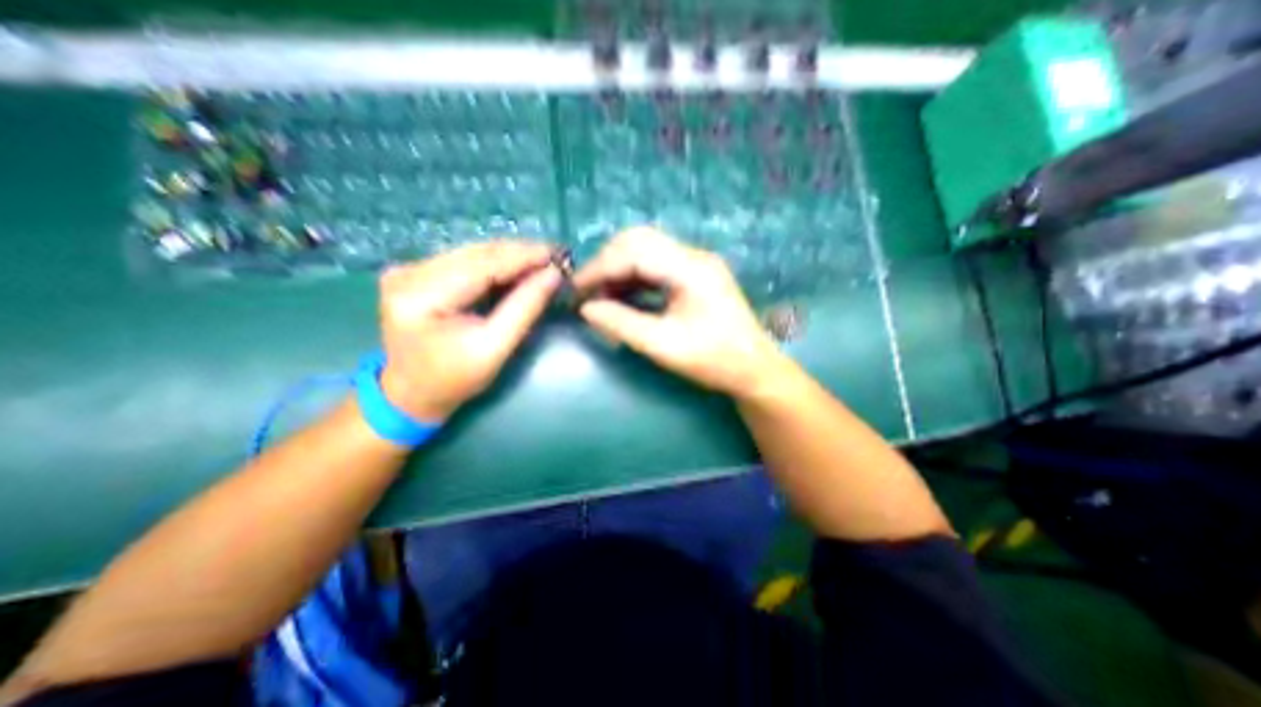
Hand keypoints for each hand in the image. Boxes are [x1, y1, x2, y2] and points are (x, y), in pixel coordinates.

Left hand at [374, 240, 559, 421]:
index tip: (557, 253)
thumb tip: (553, 275)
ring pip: (471, 254)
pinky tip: (517, 268)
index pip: (481, 265)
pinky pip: (464, 261)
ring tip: (542, 260)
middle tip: (555, 255)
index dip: (522, 257)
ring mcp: (409, 270)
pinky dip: (494, 264)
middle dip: (519, 254)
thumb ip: (524, 309)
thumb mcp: (494, 349)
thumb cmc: (454, 380)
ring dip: (509, 257)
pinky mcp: (415, 274)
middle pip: (475, 254)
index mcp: (420, 296)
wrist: (411, 394)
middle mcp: (408, 273)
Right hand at [576, 226, 783, 393]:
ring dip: (619, 269)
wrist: (754, 369)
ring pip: (646, 250)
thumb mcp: (663, 347)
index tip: (575, 290)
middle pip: (639, 241)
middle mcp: (694, 256)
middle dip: (607, 263)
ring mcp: (696, 263)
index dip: (600, 267)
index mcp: (691, 269)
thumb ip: (622, 324)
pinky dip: (634, 278)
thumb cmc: (714, 361)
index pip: (634, 251)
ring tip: (601, 297)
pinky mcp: (694, 275)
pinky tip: (622, 297)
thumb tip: (585, 309)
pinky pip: (656, 265)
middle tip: (587, 292)